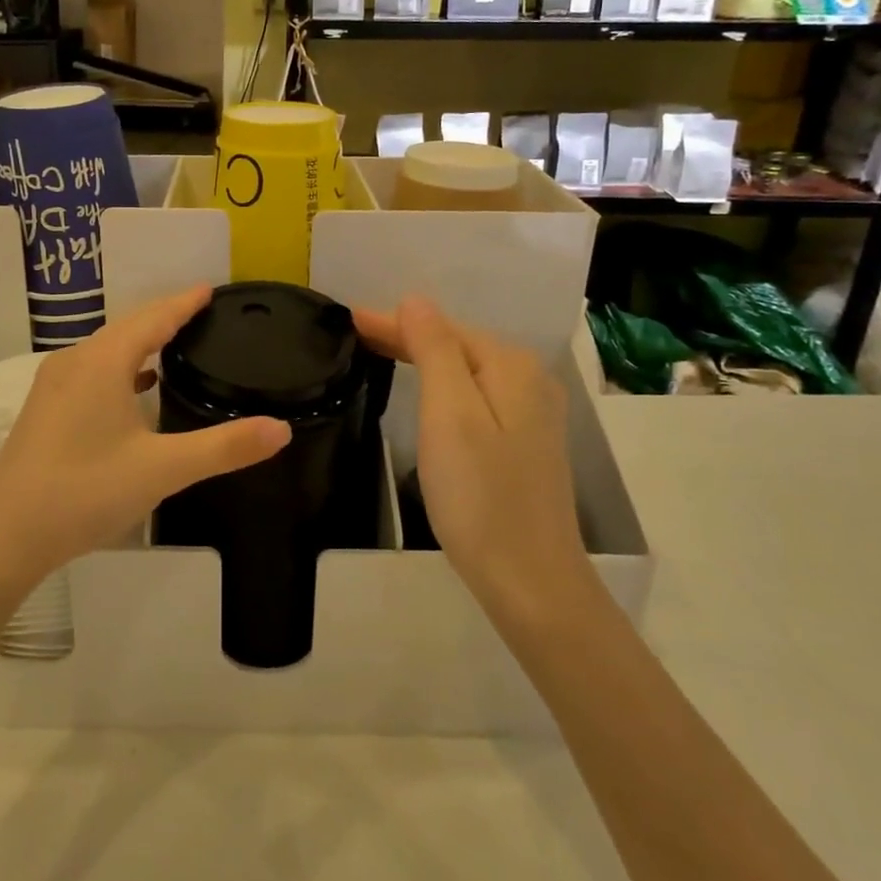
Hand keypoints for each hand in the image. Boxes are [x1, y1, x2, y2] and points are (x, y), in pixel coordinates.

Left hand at [0, 286, 290, 588]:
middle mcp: (75, 362)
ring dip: (141, 341)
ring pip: (107, 349)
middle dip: (165, 317)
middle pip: (128, 327)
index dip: (184, 302)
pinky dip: (122, 368)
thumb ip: (223, 447)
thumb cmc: (84, 491)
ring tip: (176, 343)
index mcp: (103, 362)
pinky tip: (137, 388)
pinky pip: (93, 372)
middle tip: (203, 314)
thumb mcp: (162, 470)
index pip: (153, 317)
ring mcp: (54, 386)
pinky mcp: (45, 410)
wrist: (5, 537)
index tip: (211, 289)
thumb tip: (281, 428)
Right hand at [354, 297, 587, 613]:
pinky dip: (443, 386)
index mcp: (511, 367)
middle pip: (457, 346)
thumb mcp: (449, 414)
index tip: (348, 318)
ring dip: (424, 359)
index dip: (394, 322)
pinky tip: (427, 391)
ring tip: (381, 352)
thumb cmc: (479, 495)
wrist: (530, 580)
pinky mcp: (525, 444)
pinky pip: (476, 397)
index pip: (442, 329)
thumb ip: (434, 350)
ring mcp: (532, 415)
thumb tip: (417, 300)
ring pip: (466, 371)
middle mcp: (529, 381)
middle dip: (407, 336)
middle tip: (355, 333)